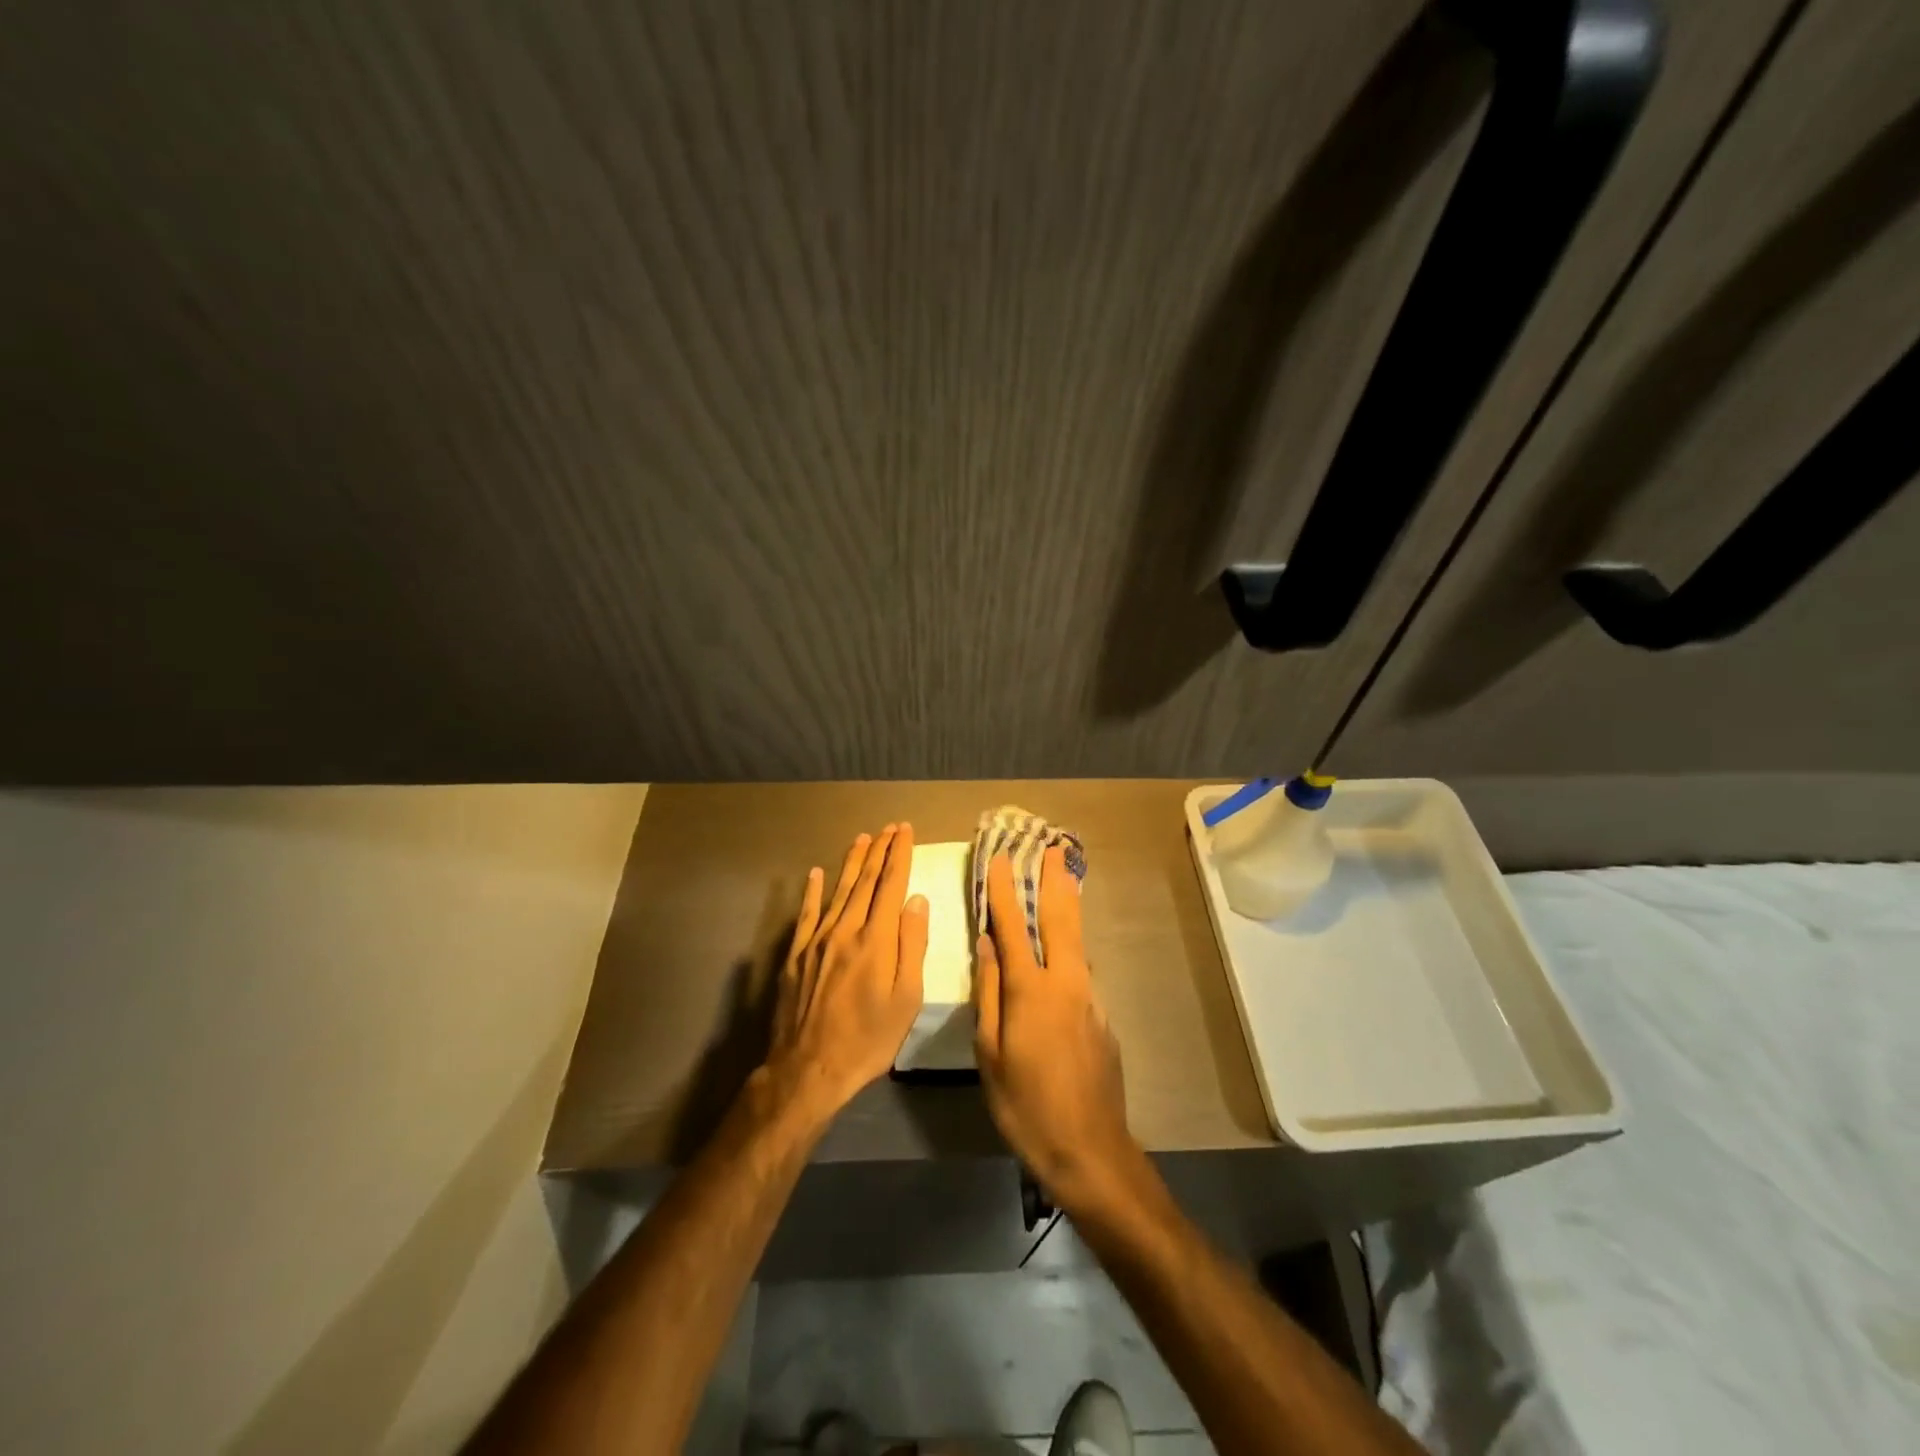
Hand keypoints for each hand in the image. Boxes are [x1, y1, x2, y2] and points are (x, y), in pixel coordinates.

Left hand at [766, 824, 928, 1123]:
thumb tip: (916, 900)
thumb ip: (912, 945)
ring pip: (838, 891)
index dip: (899, 855)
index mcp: (876, 940)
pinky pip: (807, 914)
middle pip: (865, 881)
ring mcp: (817, 940)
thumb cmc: (868, 1040)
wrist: (808, 1069)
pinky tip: (815, 873)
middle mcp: (845, 930)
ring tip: (862, 838)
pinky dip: (812, 891)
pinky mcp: (795, 955)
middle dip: (879, 851)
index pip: (891, 885)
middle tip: (889, 827)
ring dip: (852, 862)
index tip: (905, 830)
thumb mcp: (906, 999)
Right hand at [973, 845, 1140, 1213]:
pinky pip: (1081, 972)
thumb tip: (986, 945)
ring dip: (1067, 908)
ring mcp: (1090, 998)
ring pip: (1076, 942)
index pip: (1012, 927)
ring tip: (1061, 882)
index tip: (1001, 859)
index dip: (1003, 891)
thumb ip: (989, 993)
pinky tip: (1063, 951)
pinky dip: (1071, 948)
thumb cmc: (1025, 1104)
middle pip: (1060, 919)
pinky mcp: (1103, 1016)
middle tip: (1053, 850)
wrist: (1090, 1148)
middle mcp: (1066, 982)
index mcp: (1031, 990)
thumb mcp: (990, 1052)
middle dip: (1054, 881)